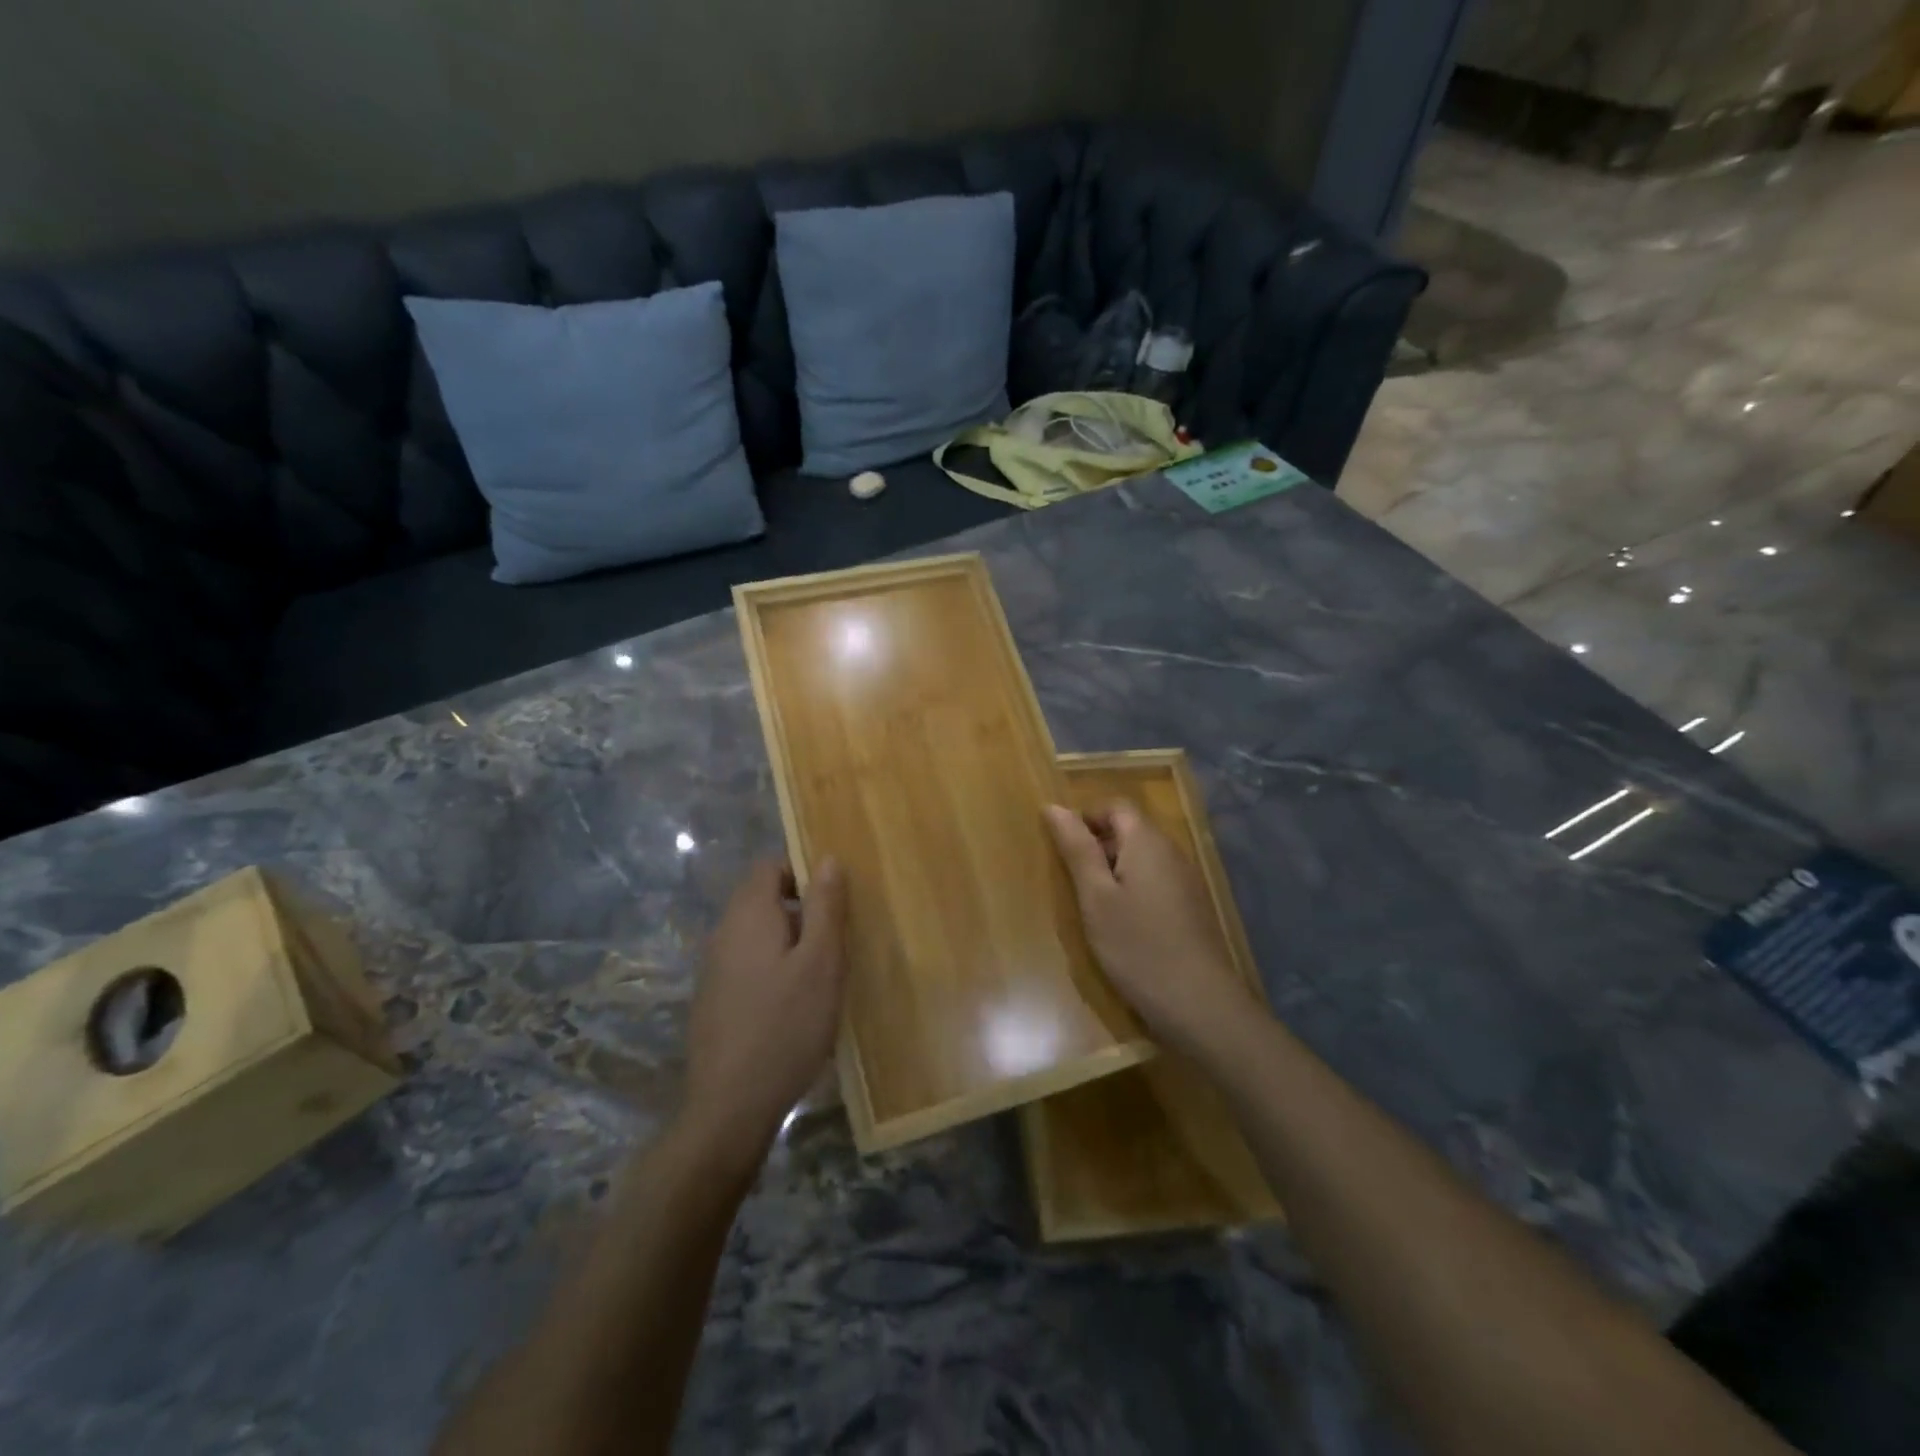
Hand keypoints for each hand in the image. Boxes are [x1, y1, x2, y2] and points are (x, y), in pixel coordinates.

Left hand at [682, 859, 847, 1170]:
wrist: (730, 1107)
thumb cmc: (785, 1026)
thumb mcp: (821, 963)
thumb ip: (825, 907)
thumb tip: (828, 859)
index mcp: (748, 915)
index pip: (769, 866)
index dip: (802, 872)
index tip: (834, 901)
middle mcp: (723, 933)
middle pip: (762, 899)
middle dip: (801, 910)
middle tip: (836, 941)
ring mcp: (713, 968)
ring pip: (757, 934)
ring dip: (790, 942)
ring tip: (822, 975)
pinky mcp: (713, 1000)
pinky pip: (748, 963)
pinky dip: (773, 967)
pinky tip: (795, 1005)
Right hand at [1045, 800, 1261, 1059]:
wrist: (1199, 1003)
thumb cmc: (1137, 946)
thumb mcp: (1095, 897)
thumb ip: (1076, 849)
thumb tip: (1053, 806)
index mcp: (1147, 841)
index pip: (1115, 806)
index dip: (1086, 818)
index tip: (1063, 850)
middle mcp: (1171, 851)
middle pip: (1130, 829)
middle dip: (1098, 845)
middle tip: (1073, 881)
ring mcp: (1185, 879)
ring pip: (1142, 857)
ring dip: (1114, 870)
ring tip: (1093, 905)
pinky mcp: (1191, 906)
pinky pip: (1155, 880)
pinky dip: (1132, 889)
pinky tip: (1122, 924)